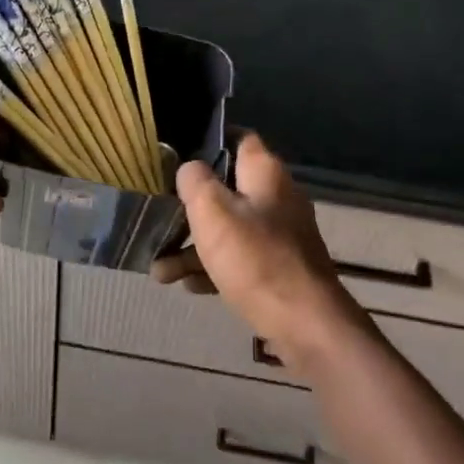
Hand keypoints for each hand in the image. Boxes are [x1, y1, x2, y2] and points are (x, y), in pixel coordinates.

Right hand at [153, 133, 356, 371]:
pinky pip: (240, 259)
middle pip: (226, 190)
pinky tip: (189, 286)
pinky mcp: (279, 268)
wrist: (304, 324)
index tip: (176, 154)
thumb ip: (195, 181)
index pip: (238, 139)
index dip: (208, 141)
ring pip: (229, 230)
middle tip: (159, 221)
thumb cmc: (255, 259)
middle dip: (189, 209)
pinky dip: (214, 268)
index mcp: (266, 174)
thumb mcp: (212, 211)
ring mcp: (280, 235)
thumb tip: (190, 169)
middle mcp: (277, 198)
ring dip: (193, 247)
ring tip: (161, 272)